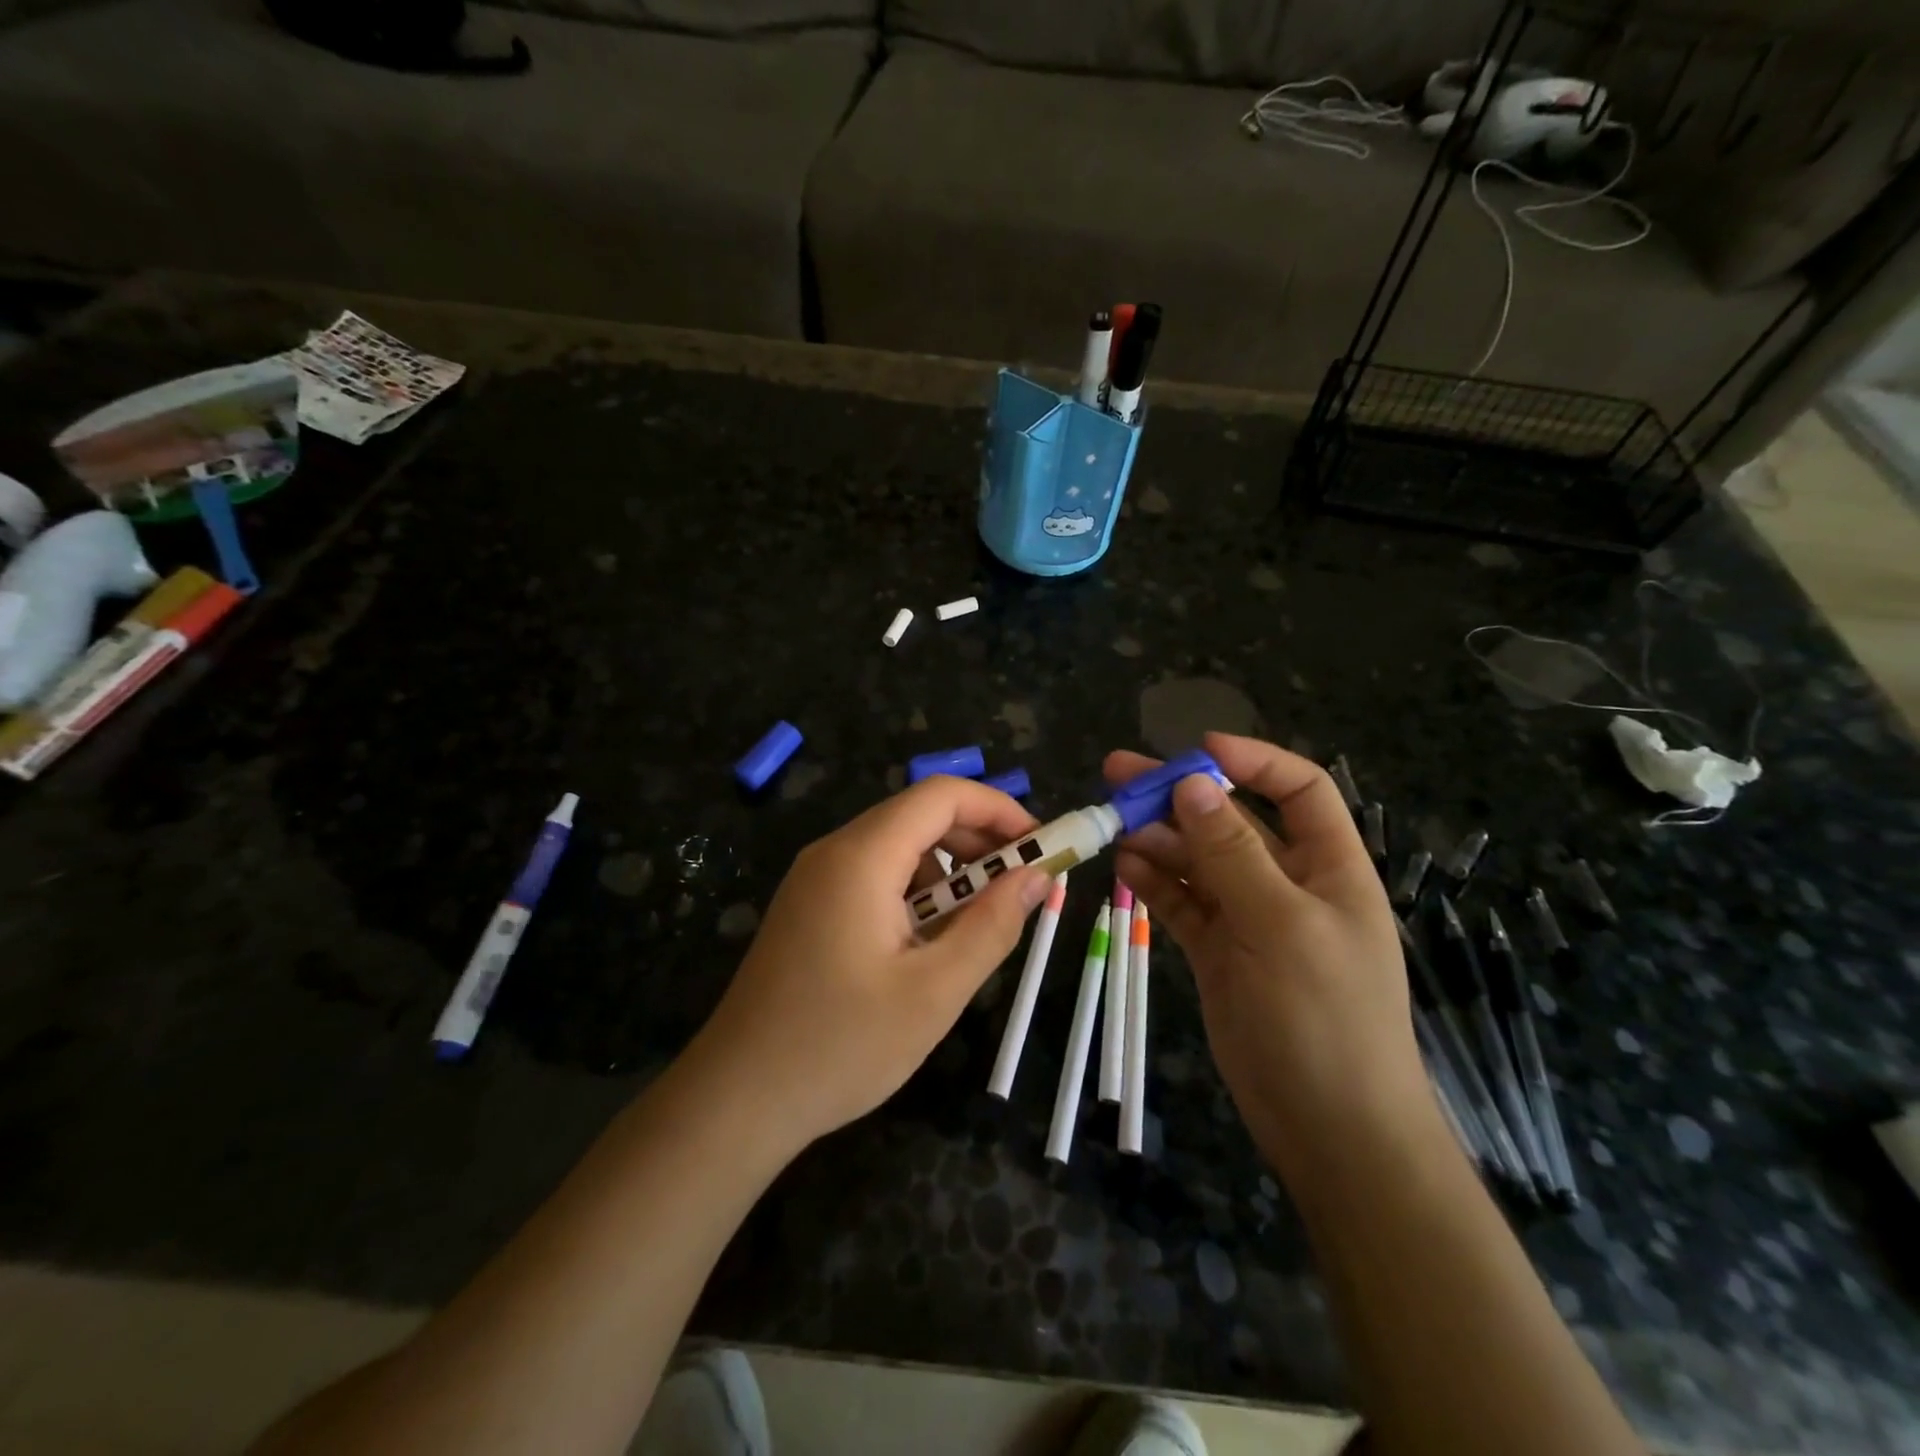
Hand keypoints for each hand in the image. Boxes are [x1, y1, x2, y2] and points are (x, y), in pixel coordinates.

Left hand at [690, 777, 1048, 1154]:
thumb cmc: (840, 1046)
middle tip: (1023, 885)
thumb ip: (992, 926)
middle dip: (979, 840)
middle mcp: (834, 851)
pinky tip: (928, 942)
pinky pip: (874, 876)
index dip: (998, 808)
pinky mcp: (809, 906)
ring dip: (949, 871)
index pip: (941, 795)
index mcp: (862, 857)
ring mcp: (815, 878)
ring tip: (980, 922)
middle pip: (919, 815)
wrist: (736, 1098)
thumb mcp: (934, 992)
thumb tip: (1037, 876)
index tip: (1041, 846)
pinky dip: (916, 892)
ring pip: (898, 847)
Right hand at [1104, 733, 1427, 1180]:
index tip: (1197, 750)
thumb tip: (1193, 783)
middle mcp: (1288, 884)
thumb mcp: (1281, 925)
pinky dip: (1155, 881)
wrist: (1330, 1130)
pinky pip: (1183, 902)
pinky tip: (1124, 866)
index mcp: (1329, 867)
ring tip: (1111, 823)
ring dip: (1158, 838)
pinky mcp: (1219, 952)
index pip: (1299, 791)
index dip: (1253, 761)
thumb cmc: (1323, 1018)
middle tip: (1118, 774)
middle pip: (1232, 821)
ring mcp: (1250, 920)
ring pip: (1198, 861)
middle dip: (1180, 796)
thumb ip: (1233, 853)